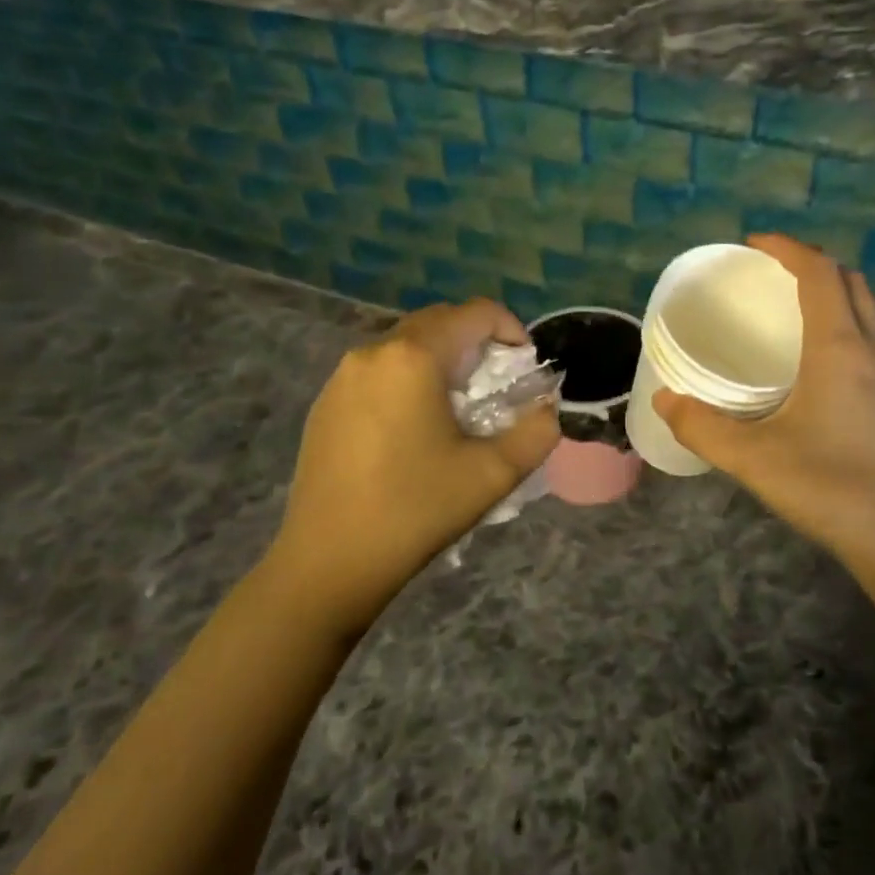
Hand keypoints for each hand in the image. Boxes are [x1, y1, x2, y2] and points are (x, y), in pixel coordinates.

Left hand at [263, 299, 559, 642]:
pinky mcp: (325, 403)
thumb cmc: (415, 510)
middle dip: (477, 342)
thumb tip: (549, 408)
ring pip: (406, 345)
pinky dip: (408, 379)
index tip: (526, 368)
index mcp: (413, 357)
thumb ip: (537, 431)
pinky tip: (414, 429)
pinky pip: (378, 371)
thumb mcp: (493, 473)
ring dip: (441, 360)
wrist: (329, 562)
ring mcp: (342, 377)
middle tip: (498, 386)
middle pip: (438, 322)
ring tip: (458, 408)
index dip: (512, 329)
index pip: (475, 313)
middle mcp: (373, 352)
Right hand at [653, 236, 874, 658]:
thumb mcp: (752, 458)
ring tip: (785, 308)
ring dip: (828, 292)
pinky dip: (838, 322)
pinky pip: (865, 336)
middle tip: (767, 273)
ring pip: (863, 308)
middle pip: (848, 280)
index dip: (787, 248)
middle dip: (809, 263)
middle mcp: (869, 348)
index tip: (752, 244)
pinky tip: (808, 360)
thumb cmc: (829, 486)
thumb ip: (702, 426)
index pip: (819, 272)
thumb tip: (665, 399)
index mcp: (838, 347)